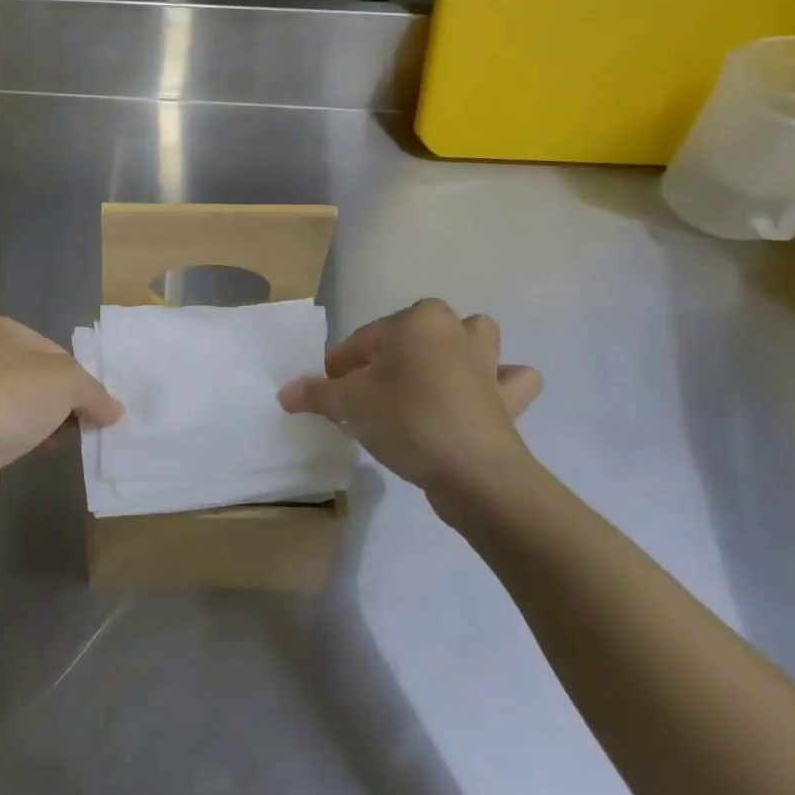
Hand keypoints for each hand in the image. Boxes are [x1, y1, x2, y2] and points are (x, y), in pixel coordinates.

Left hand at [0, 315, 123, 509]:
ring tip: (65, 440)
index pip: (57, 351)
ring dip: (50, 422)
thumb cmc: (11, 397)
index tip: (96, 405)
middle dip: (67, 402)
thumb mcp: (68, 382)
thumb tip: (114, 411)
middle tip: (87, 424)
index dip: (81, 378)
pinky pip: (9, 429)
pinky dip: (28, 438)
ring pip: (27, 405)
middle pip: (42, 378)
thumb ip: (96, 392)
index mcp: (3, 329)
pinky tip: (40, 451)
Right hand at [278, 299, 541, 518]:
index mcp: (417, 320)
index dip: (341, 366)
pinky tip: (478, 401)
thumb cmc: (406, 419)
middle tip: (371, 390)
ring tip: (429, 382)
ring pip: (474, 341)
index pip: (364, 339)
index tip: (327, 392)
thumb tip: (285, 393)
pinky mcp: (510, 399)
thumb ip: (316, 394)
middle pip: (417, 331)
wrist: (474, 473)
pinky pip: (508, 382)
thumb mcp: (349, 404)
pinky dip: (499, 386)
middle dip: (394, 353)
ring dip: (457, 352)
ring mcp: (489, 363)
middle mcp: (456, 331)